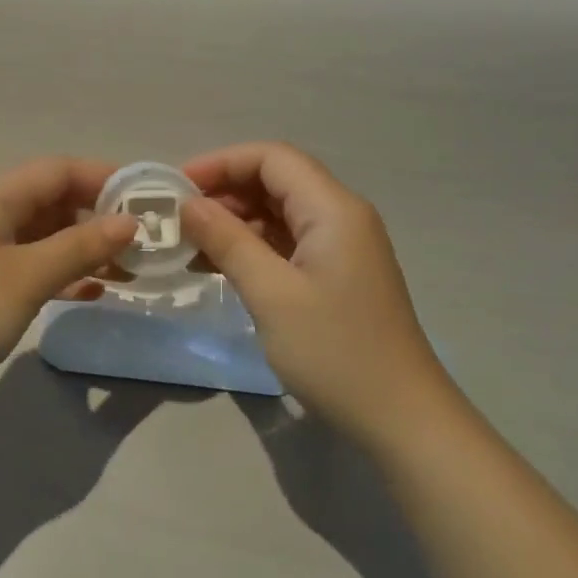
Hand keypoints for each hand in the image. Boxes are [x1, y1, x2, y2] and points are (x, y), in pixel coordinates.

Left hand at [0, 158, 138, 408]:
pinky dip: (58, 272)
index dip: (105, 178)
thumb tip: (129, 222)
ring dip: (81, 248)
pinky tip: (89, 291)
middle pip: (50, 200)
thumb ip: (80, 246)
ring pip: (41, 235)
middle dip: (97, 216)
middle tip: (143, 242)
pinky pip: (26, 264)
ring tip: (127, 269)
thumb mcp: (27, 277)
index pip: (58, 170)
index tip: (148, 200)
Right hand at [180, 143, 448, 439]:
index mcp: (333, 209)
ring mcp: (340, 247)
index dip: (221, 163)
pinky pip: (286, 243)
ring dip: (234, 221)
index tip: (176, 188)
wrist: (401, 419)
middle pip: (276, 180)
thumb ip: (228, 241)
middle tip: (177, 220)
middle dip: (224, 192)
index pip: (272, 158)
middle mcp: (340, 216)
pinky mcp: (335, 274)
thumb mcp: (271, 294)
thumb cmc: (335, 352)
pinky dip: (251, 247)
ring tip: (189, 246)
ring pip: (279, 212)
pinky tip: (218, 267)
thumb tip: (188, 204)